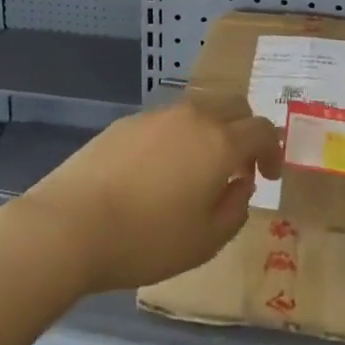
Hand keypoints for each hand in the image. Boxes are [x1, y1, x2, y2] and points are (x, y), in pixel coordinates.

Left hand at [6, 102, 282, 294]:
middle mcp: (193, 116)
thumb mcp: (206, 240)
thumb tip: (240, 182)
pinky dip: (178, 137)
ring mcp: (157, 115)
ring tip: (197, 170)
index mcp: (220, 142)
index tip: (268, 176)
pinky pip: (166, 121)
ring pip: (198, 109)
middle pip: (234, 104)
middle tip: (239, 165)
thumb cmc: (147, 239)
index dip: (273, 150)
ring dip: (211, 131)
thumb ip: (235, 207)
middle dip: (245, 129)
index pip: (262, 129)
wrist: (71, 224)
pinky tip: (159, 171)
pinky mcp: (127, 122)